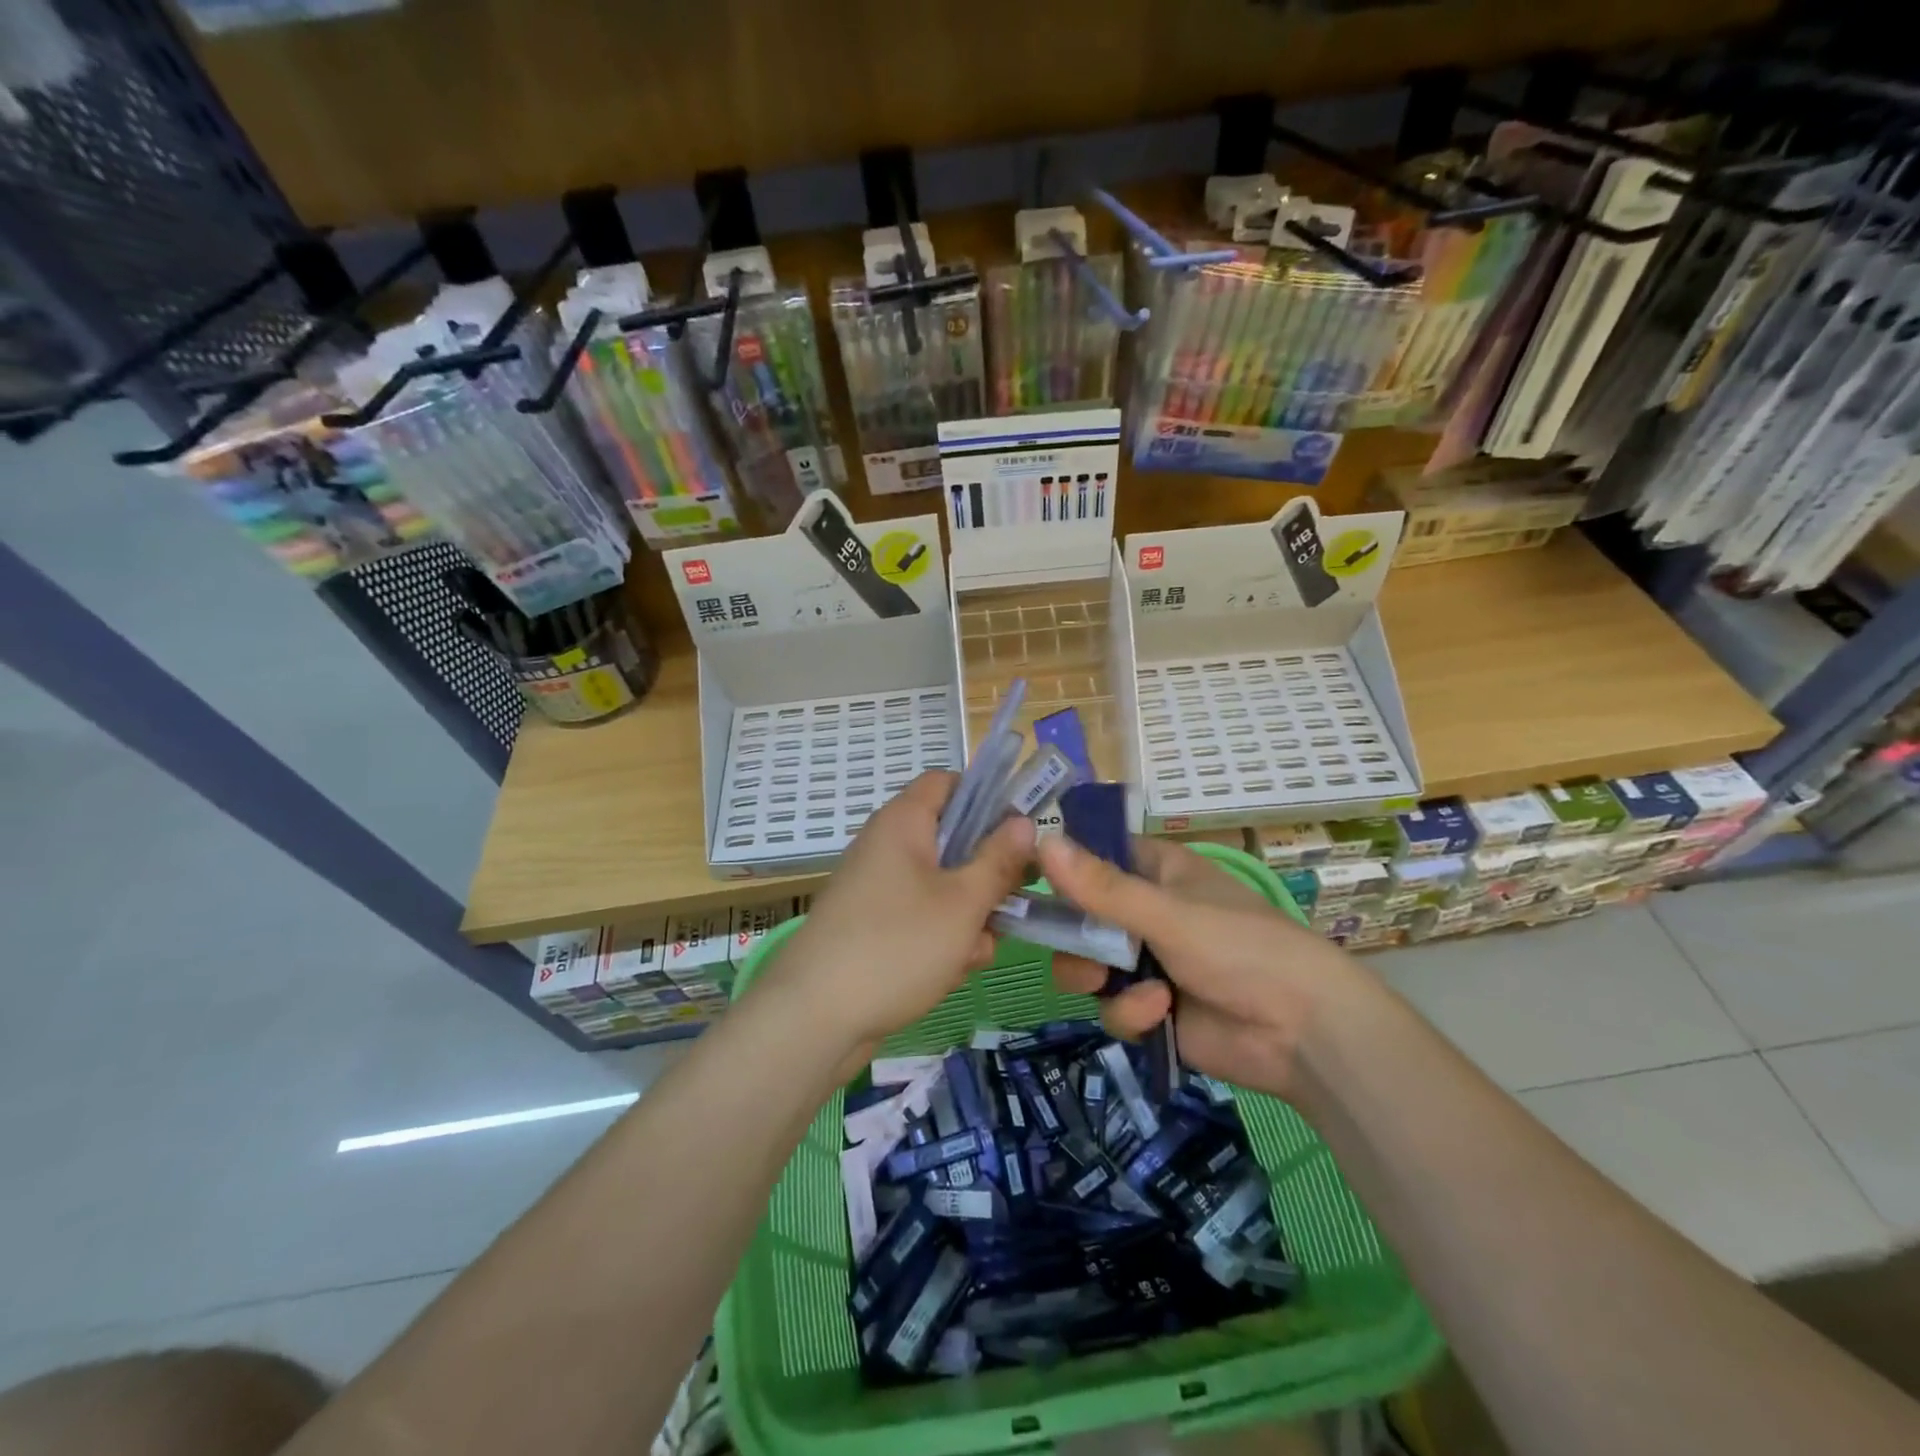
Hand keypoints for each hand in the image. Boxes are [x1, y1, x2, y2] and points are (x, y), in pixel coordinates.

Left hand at [768, 771, 1034, 1057]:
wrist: (816, 1018)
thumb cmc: (898, 945)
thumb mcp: (963, 902)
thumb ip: (999, 859)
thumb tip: (1024, 822)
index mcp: (903, 822)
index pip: (948, 782)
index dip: (986, 798)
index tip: (1018, 834)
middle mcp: (887, 846)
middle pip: (952, 840)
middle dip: (985, 874)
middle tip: (1010, 903)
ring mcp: (878, 888)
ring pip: (942, 886)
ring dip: (968, 915)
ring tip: (974, 951)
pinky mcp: (873, 926)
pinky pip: (920, 917)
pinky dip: (941, 938)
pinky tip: (951, 971)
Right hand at [1037, 835, 1376, 1100]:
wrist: (1303, 1034)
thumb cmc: (1241, 949)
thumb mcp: (1168, 914)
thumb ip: (1102, 887)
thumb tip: (1041, 841)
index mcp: (1158, 872)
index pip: (1095, 855)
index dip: (1061, 865)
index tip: (1024, 879)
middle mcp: (1148, 912)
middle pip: (1082, 916)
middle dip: (1073, 936)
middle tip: (1068, 945)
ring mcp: (1149, 962)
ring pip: (1089, 965)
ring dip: (1096, 977)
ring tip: (1107, 983)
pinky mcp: (1153, 1009)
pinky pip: (1114, 1005)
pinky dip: (1130, 1011)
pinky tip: (1158, 1014)